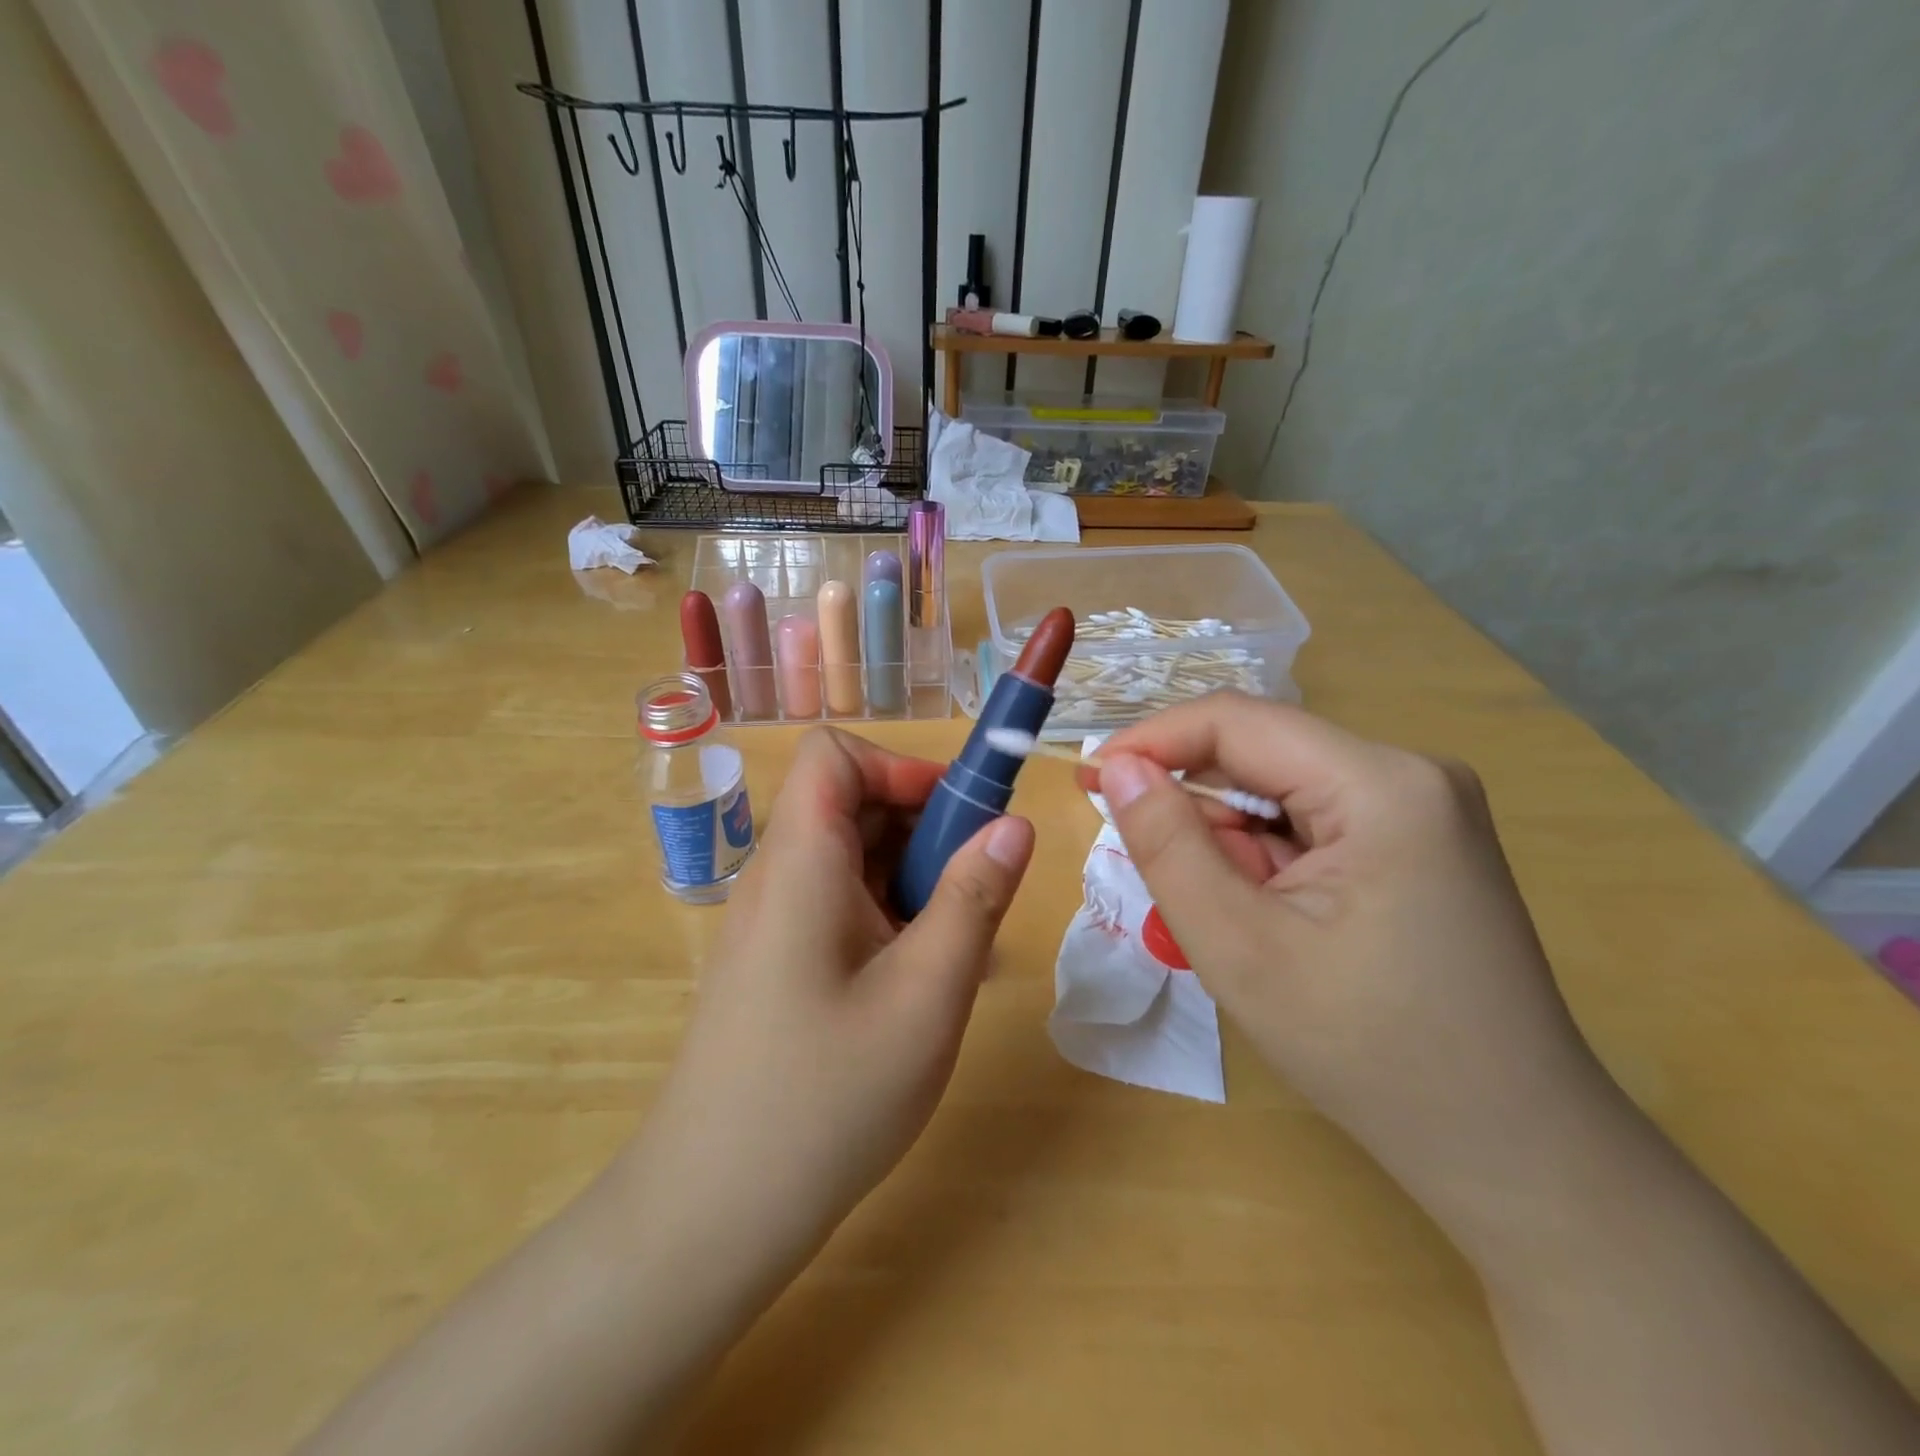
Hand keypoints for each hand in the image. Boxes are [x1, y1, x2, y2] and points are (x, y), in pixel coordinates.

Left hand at [627, 727, 1034, 1273]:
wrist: (710, 1214)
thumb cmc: (824, 1099)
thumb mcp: (925, 995)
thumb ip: (974, 899)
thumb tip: (1014, 825)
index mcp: (801, 862)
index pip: (835, 755)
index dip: (901, 768)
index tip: (961, 820)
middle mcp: (779, 877)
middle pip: (852, 804)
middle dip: (926, 828)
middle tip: (981, 892)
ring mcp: (774, 922)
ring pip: (853, 859)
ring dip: (916, 880)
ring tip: (963, 948)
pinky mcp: (778, 962)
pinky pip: (841, 907)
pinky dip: (892, 919)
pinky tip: (926, 981)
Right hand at [1093, 693, 1611, 1212]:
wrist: (1513, 1150)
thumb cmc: (1368, 1051)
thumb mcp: (1238, 946)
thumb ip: (1167, 844)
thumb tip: (1116, 766)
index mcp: (1381, 783)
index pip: (1237, 721)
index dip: (1152, 741)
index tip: (1089, 779)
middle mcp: (1411, 773)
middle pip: (1261, 756)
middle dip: (1199, 810)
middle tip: (1168, 886)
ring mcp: (1422, 807)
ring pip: (1281, 792)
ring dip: (1233, 844)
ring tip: (1236, 923)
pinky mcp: (1419, 842)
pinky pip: (1311, 823)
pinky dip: (1267, 861)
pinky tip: (1276, 923)